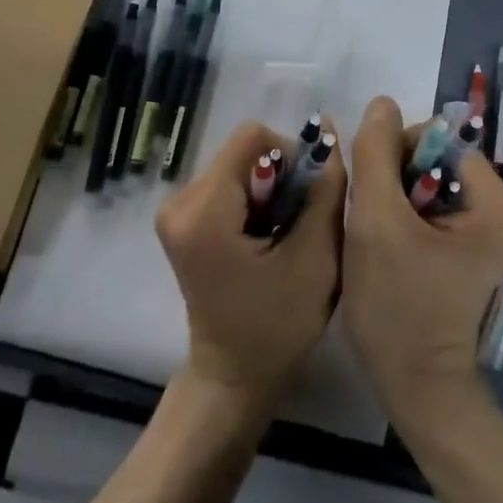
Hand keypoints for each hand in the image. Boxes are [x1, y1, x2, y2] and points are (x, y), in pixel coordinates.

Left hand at [156, 118, 345, 412]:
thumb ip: (325, 187)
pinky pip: (228, 184)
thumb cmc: (277, 325)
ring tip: (283, 237)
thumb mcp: (317, 255)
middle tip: (298, 225)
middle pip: (245, 152)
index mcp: (203, 210)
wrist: (233, 376)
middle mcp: (178, 201)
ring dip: (271, 191)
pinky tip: (266, 240)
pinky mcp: (182, 220)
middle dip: (281, 179)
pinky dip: (255, 202)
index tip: (306, 200)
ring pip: (240, 166)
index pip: (253, 137)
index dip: (291, 156)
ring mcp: (175, 210)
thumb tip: (326, 127)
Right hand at [344, 97, 502, 425]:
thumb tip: (381, 101)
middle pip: (432, 158)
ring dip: (392, 196)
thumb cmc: (398, 305)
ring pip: (423, 179)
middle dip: (393, 180)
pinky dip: (401, 214)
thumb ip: (375, 153)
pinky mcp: (469, 242)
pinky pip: (427, 203)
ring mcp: (487, 226)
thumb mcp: (376, 222)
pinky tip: (389, 245)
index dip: (394, 158)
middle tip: (376, 224)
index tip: (375, 201)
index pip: (435, 141)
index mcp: (499, 200)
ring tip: (380, 237)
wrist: (414, 384)